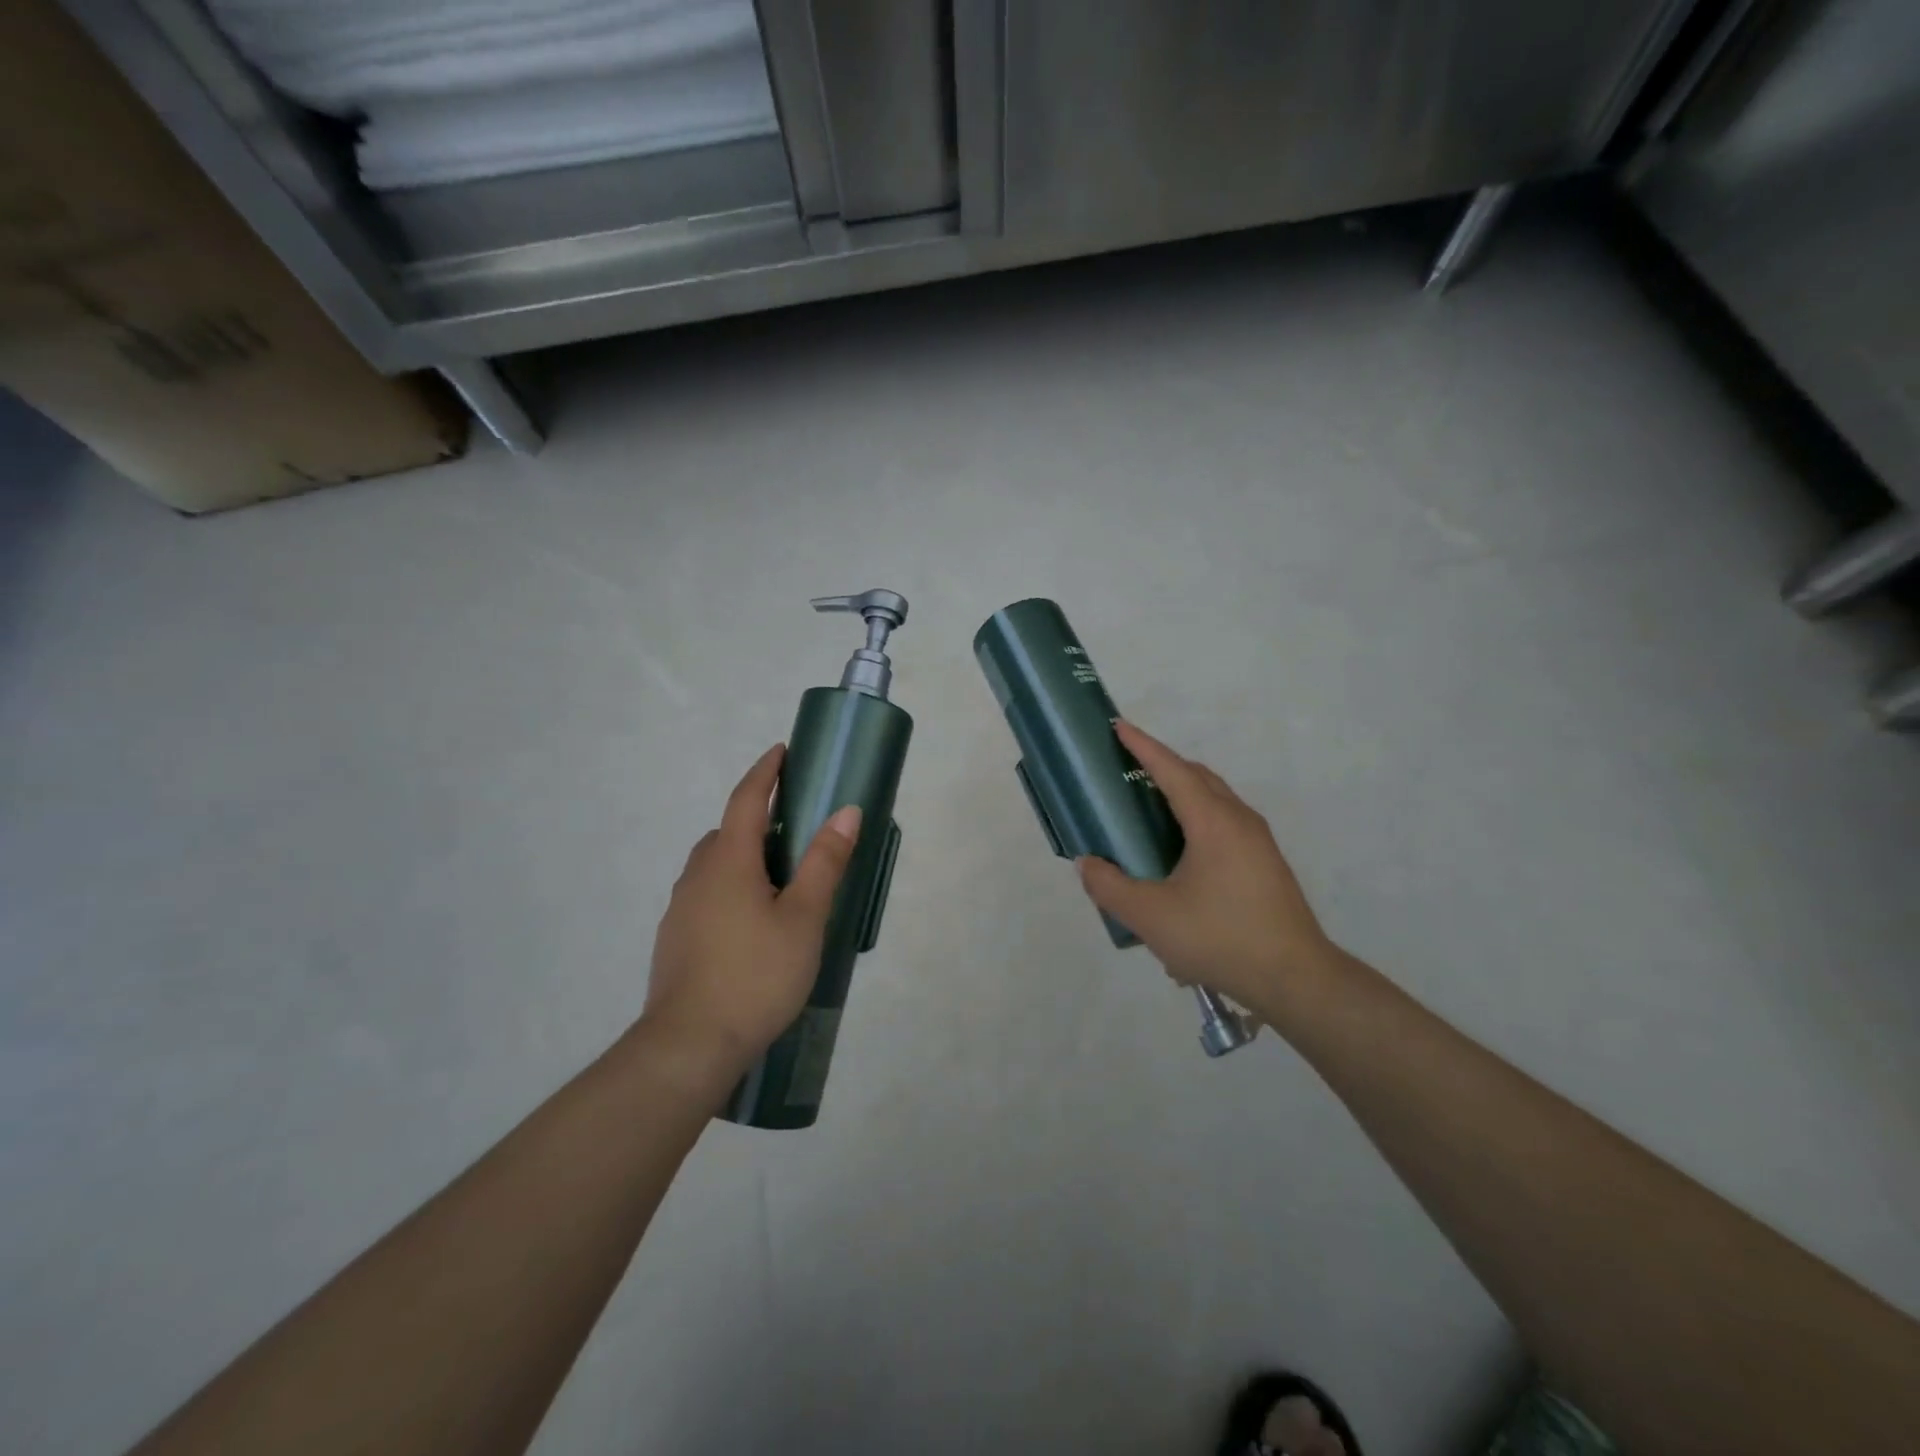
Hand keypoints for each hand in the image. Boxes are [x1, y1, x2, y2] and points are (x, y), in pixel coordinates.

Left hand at [642, 744, 860, 1076]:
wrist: (689, 1046)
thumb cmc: (756, 974)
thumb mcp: (804, 917)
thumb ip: (824, 862)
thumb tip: (845, 810)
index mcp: (729, 862)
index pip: (746, 800)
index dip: (765, 772)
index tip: (782, 751)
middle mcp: (698, 876)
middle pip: (727, 832)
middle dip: (756, 818)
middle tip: (793, 825)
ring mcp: (681, 910)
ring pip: (713, 866)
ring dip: (742, 856)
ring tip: (777, 879)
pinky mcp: (675, 940)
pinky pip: (706, 895)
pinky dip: (730, 889)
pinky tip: (751, 924)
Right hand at [1077, 722, 1335, 1016]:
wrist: (1295, 978)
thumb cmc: (1220, 938)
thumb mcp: (1150, 917)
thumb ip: (1110, 887)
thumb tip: (1087, 863)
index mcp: (1213, 822)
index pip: (1172, 770)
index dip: (1143, 747)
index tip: (1118, 727)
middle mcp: (1239, 820)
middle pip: (1198, 777)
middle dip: (1163, 764)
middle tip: (1128, 769)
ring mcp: (1258, 842)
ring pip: (1216, 800)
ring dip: (1183, 792)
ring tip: (1149, 808)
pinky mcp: (1266, 864)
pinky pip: (1225, 823)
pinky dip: (1197, 817)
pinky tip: (1180, 852)